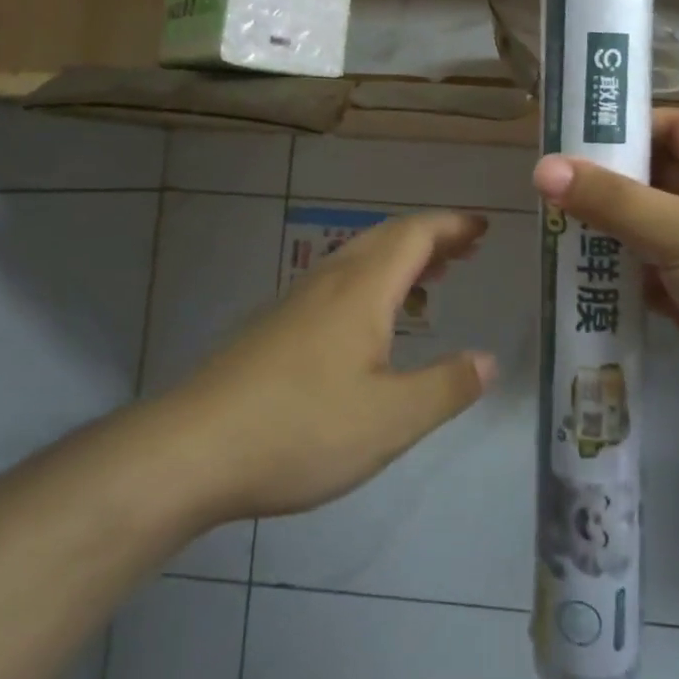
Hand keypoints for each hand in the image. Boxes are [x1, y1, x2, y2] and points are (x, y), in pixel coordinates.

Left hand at [168, 211, 497, 521]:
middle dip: (431, 237)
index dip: (453, 226)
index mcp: (362, 289)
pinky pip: (338, 283)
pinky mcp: (274, 327)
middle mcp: (330, 282)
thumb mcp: (391, 420)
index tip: (484, 227)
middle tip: (467, 248)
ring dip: (401, 258)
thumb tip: (489, 360)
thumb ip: (447, 387)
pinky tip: (372, 325)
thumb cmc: (300, 429)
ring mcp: (297, 302)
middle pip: (388, 238)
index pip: (416, 235)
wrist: (189, 451)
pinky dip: (373, 282)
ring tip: (431, 278)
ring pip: (359, 259)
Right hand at [534, 109, 678, 446]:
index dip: (628, 125)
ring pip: (643, 230)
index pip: (673, 126)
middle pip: (651, 179)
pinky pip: (644, 277)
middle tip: (543, 183)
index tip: (572, 133)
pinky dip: (614, 277)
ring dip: (602, 231)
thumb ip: (612, 200)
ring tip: (546, 226)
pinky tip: (573, 278)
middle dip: (603, 182)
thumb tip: (543, 168)